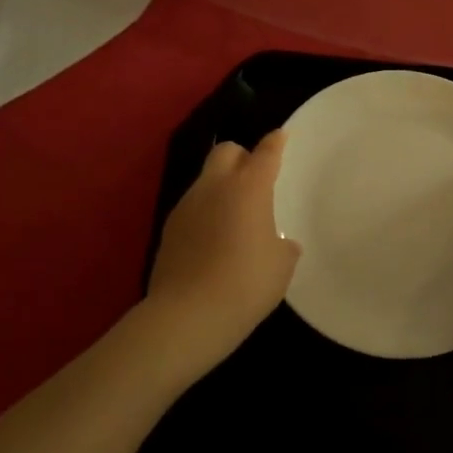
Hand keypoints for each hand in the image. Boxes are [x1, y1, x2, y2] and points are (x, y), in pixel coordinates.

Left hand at [146, 131, 299, 371]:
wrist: (187, 316)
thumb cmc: (247, 284)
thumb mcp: (281, 265)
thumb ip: (283, 245)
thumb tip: (279, 244)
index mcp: (249, 188)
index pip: (265, 152)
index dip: (276, 142)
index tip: (281, 136)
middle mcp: (214, 187)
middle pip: (226, 151)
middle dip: (242, 156)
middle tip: (255, 178)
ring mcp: (186, 207)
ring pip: (206, 180)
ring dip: (222, 187)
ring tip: (235, 216)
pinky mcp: (169, 229)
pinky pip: (193, 208)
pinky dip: (206, 213)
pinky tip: (214, 240)